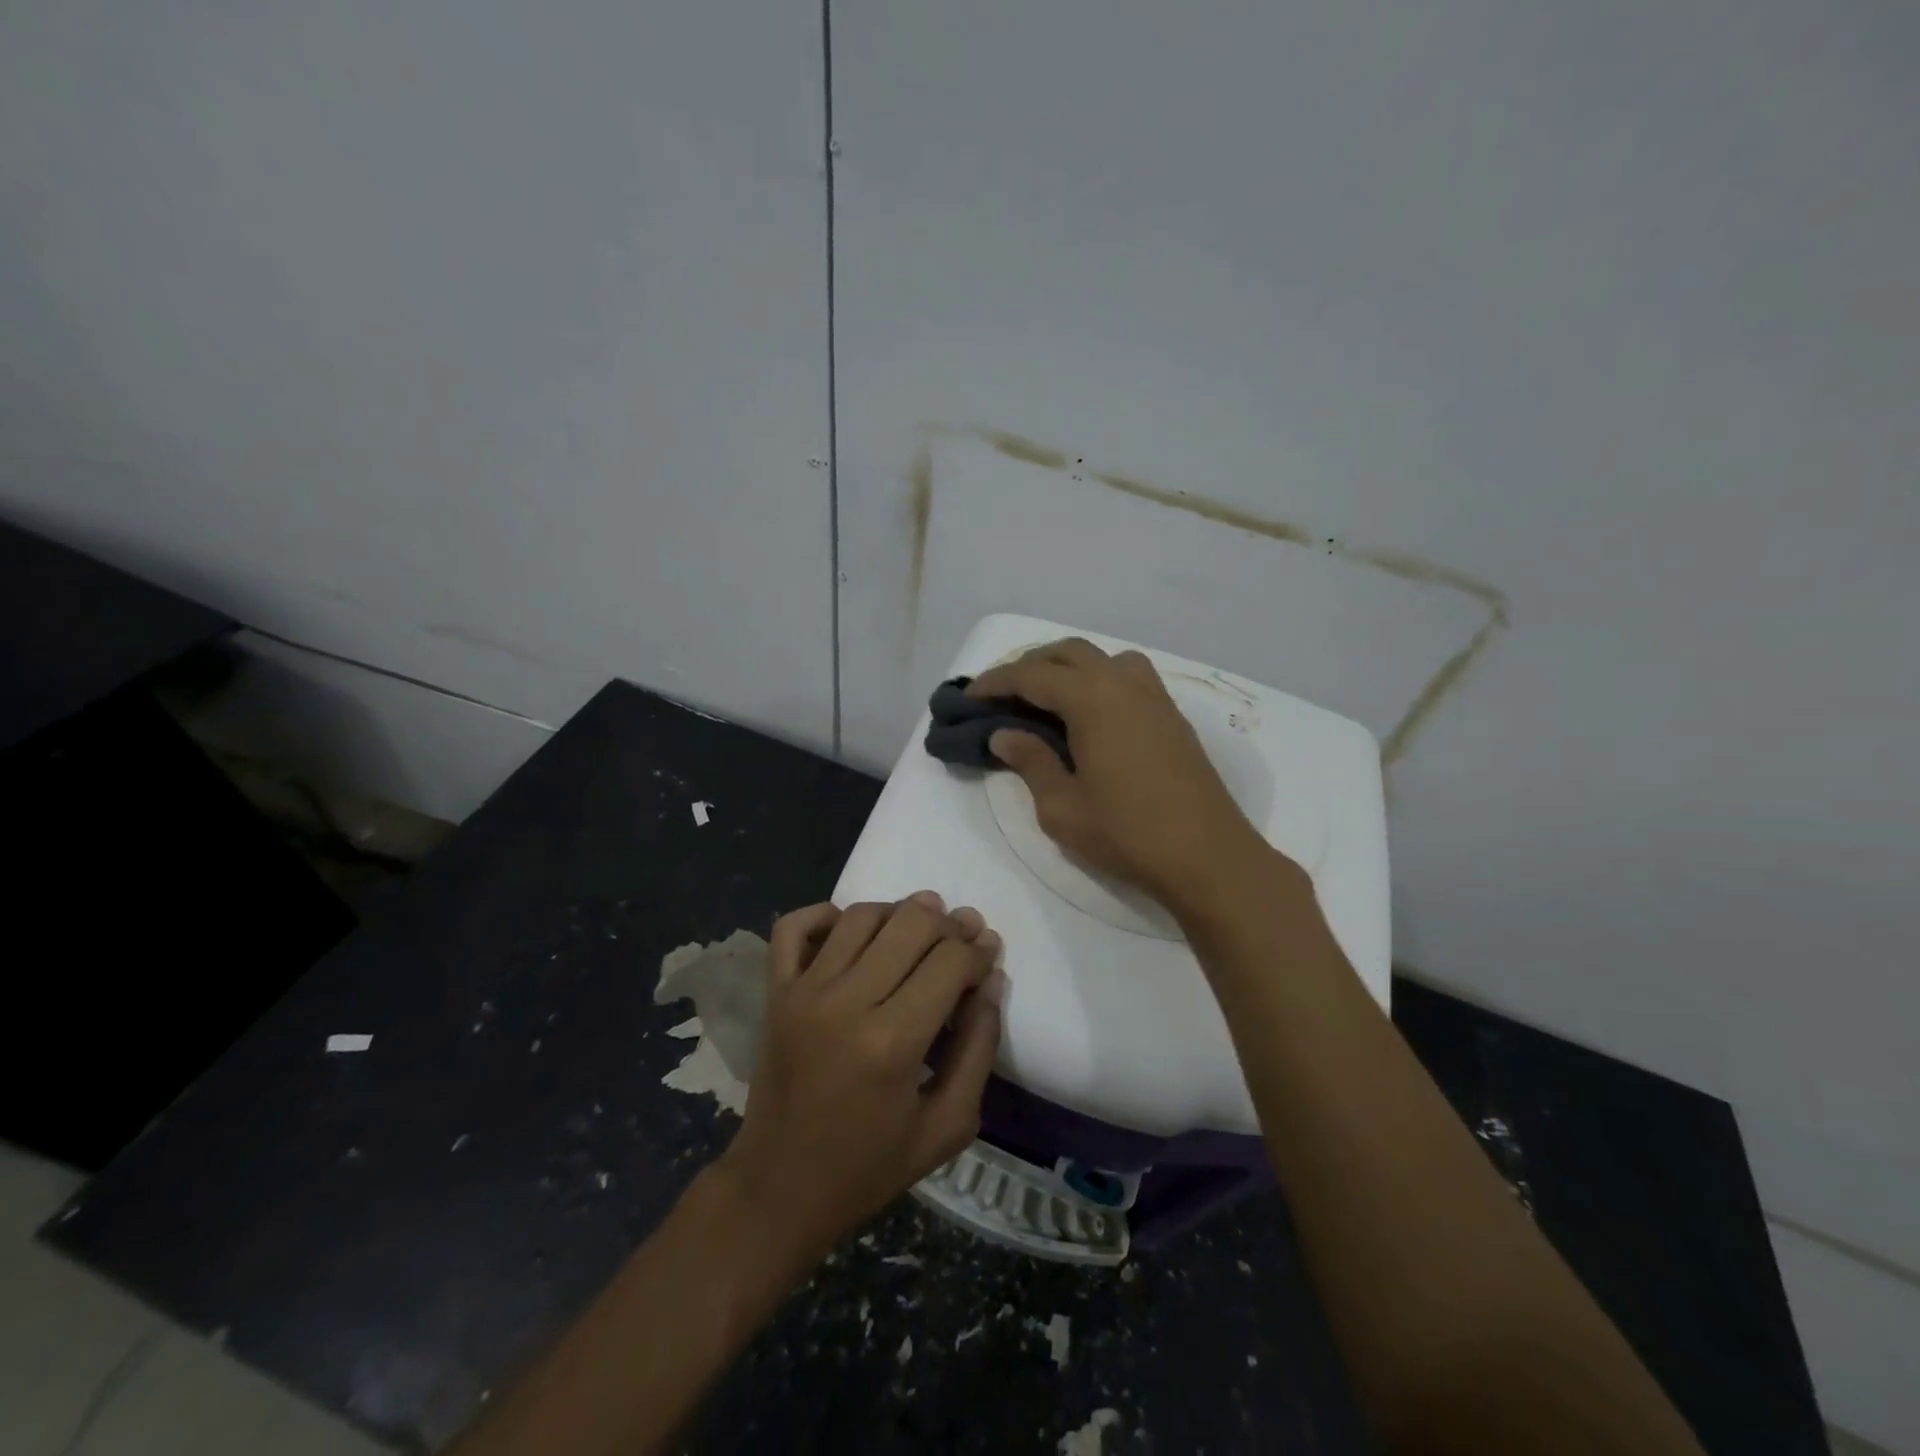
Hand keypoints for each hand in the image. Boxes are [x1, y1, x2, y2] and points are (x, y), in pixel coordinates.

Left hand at [712, 893, 1004, 1269]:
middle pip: (910, 923)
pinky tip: (851, 931)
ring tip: (917, 932)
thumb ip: (978, 1049)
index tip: (988, 957)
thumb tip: (991, 982)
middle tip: (962, 937)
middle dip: (948, 925)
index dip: (979, 952)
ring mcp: (803, 991)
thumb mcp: (947, 1127)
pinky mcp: (775, 991)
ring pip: (861, 915)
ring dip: (898, 913)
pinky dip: (825, 915)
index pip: (950, 961)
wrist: (779, 1188)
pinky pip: (794, 925)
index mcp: (892, 1042)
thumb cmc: (868, 1167)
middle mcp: (846, 1002)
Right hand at [968, 638, 1274, 914]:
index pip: (1032, 676)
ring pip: (1102, 657)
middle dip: (1029, 665)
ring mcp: (1154, 696)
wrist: (1207, 856)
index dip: (995, 682)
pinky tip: (1090, 712)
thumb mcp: (1062, 807)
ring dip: (1068, 666)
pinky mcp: (1171, 715)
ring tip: (1046, 696)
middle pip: (1068, 653)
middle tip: (1002, 693)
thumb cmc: (1127, 834)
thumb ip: (1031, 762)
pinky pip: (1127, 675)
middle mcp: (1123, 684)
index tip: (968, 696)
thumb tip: (1004, 734)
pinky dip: (1098, 678)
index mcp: (1092, 700)